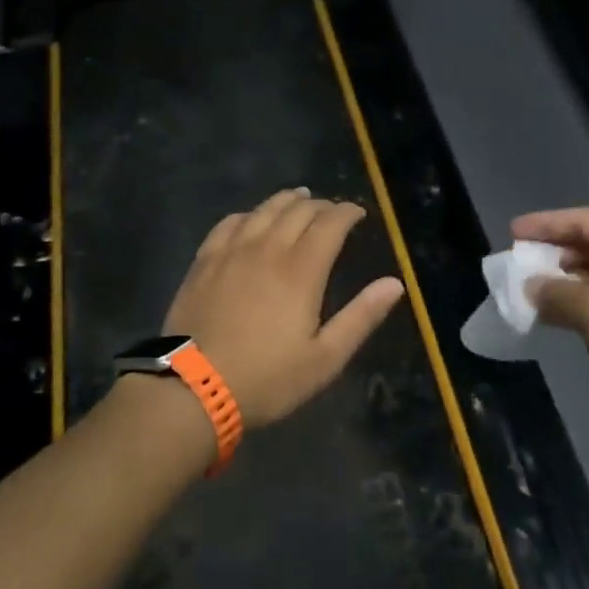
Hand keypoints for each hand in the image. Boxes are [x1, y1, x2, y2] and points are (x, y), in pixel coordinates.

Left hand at [165, 188, 406, 428]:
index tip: (358, 213)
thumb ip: (361, 317)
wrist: (193, 389)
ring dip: (286, 201)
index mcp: (301, 271)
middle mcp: (267, 249)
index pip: (330, 224)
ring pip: (263, 210)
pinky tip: (251, 219)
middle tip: (332, 211)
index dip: (347, 212)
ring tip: (298, 199)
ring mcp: (231, 252)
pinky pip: (229, 223)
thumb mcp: (325, 359)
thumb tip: (394, 284)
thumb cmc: (267, 378)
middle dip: (320, 205)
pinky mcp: (204, 261)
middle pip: (298, 210)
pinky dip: (249, 214)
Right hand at [512, 207, 588, 446]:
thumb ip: (556, 294)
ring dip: (569, 280)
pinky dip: (586, 301)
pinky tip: (565, 316)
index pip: (584, 220)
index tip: (512, 232)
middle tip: (520, 262)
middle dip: (555, 251)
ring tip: (536, 289)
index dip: (545, 224)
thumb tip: (531, 286)